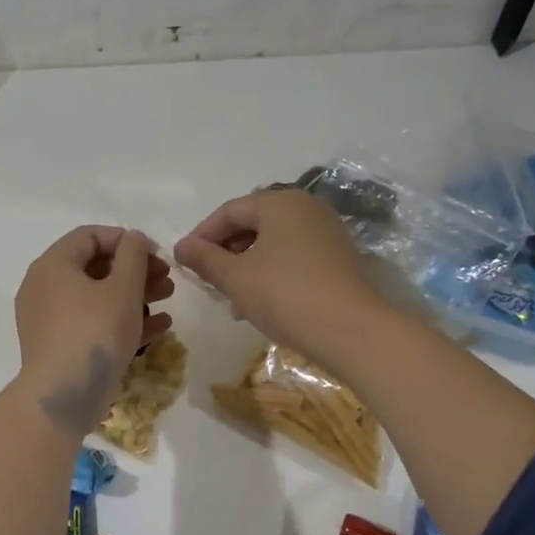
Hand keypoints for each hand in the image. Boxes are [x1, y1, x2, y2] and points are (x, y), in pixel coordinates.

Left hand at [15, 227, 172, 432]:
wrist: (63, 396)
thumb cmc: (94, 332)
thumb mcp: (123, 289)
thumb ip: (133, 256)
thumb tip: (134, 238)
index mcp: (53, 264)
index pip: (90, 236)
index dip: (126, 240)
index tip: (156, 254)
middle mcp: (44, 287)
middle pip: (95, 267)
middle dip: (135, 271)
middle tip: (167, 279)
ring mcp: (48, 319)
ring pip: (96, 297)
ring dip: (134, 295)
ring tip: (167, 300)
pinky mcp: (57, 346)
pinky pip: (91, 323)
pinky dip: (120, 320)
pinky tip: (159, 328)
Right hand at [175, 188, 384, 372]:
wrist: (353, 331)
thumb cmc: (286, 295)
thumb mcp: (236, 277)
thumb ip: (204, 258)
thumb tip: (182, 247)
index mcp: (280, 203)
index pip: (229, 211)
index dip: (202, 235)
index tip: (184, 261)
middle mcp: (306, 208)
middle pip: (252, 224)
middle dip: (225, 252)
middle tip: (207, 280)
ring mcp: (326, 233)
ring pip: (273, 243)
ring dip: (246, 266)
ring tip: (231, 299)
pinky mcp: (338, 258)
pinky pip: (293, 257)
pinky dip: (270, 273)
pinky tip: (260, 303)